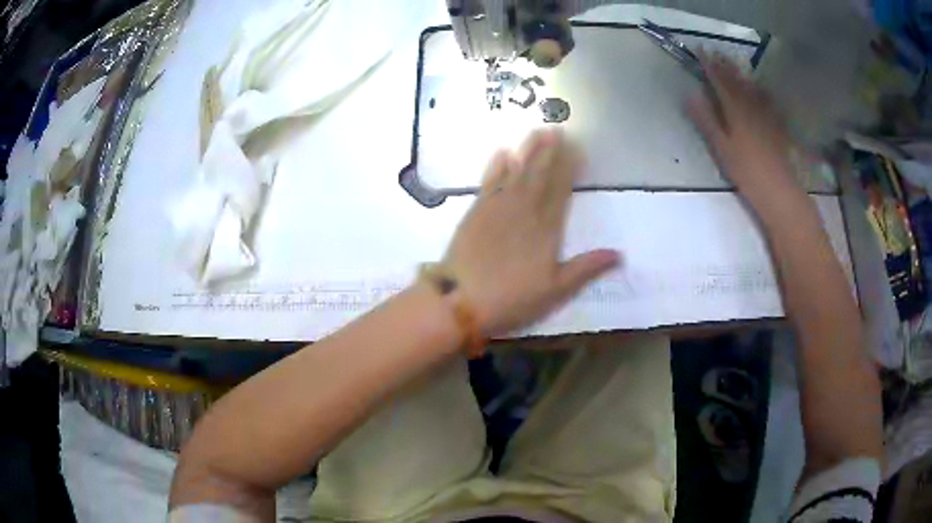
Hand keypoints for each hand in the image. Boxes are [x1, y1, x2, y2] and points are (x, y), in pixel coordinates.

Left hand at [441, 129, 619, 336]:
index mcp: (546, 229)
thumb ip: (586, 268)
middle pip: (540, 175)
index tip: (577, 148)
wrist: (460, 300)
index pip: (561, 191)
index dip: (569, 168)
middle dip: (550, 152)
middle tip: (557, 129)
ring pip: (516, 172)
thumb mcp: (555, 291)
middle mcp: (524, 211)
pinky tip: (502, 153)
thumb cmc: (512, 299)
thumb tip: (620, 254)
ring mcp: (497, 208)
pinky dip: (496, 166)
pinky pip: (489, 181)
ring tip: (537, 132)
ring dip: (527, 151)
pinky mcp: (475, 211)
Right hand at [686, 55, 801, 199]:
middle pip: (735, 80)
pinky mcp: (775, 125)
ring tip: (732, 62)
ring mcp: (765, 114)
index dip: (708, 63)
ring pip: (751, 87)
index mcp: (734, 109)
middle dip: (723, 64)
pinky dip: (759, 90)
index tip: (699, 49)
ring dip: (740, 73)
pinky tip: (759, 88)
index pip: (718, 80)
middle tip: (715, 51)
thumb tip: (689, 95)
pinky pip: (766, 100)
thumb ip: (706, 119)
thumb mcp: (721, 147)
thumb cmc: (746, 170)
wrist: (778, 189)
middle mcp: (750, 105)